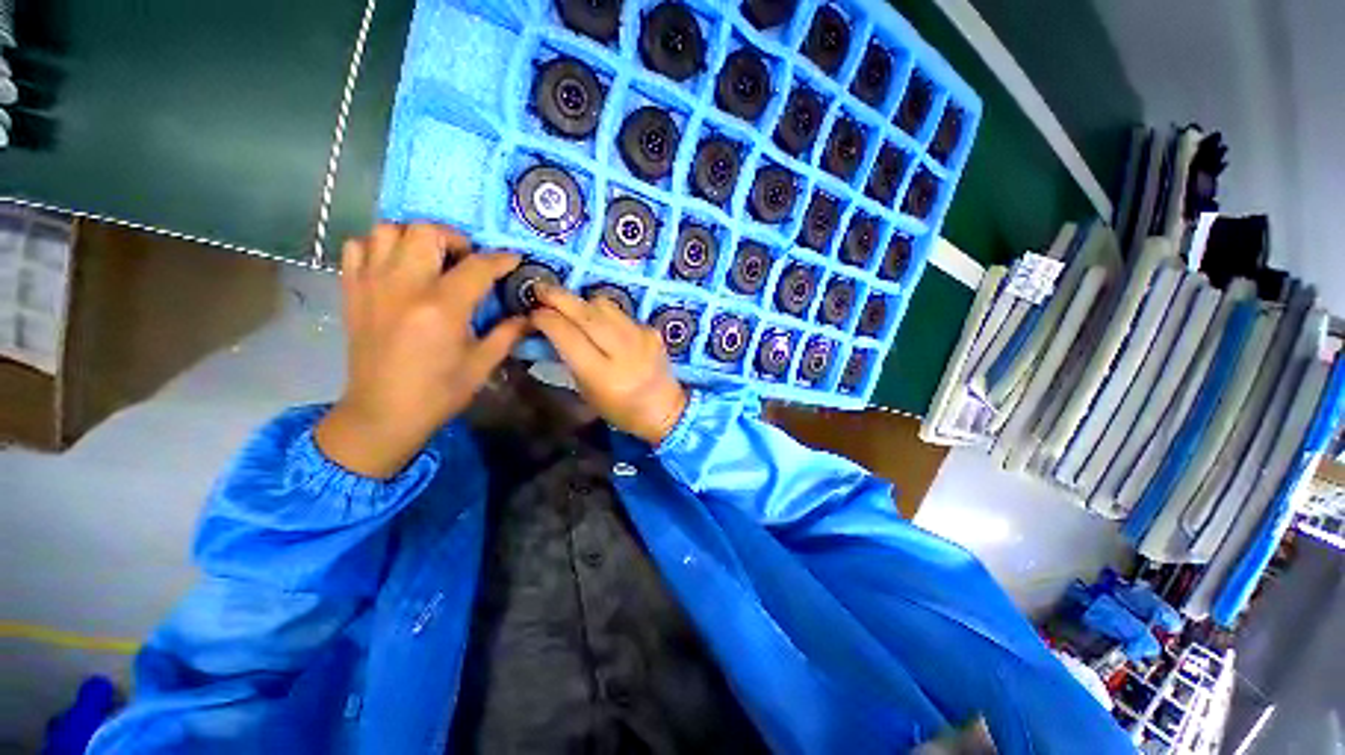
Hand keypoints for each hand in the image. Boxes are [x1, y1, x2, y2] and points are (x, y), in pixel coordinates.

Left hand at [315, 223, 525, 478]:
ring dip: (415, 238)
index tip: (513, 260)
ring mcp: (372, 285)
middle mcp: (404, 287)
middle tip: (466, 260)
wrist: (383, 413)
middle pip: (426, 231)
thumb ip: (507, 333)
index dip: (500, 259)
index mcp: (442, 308)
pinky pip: (358, 247)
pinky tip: (396, 266)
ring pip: (388, 231)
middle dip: (454, 239)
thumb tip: (529, 316)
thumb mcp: (482, 364)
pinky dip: (379, 246)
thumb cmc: (439, 392)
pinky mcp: (353, 291)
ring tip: (431, 259)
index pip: (477, 266)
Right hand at [529, 285, 687, 444]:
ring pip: (604, 305)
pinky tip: (603, 326)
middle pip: (586, 314)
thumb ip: (569, 359)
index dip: (546, 319)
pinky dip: (606, 315)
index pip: (567, 335)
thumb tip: (551, 328)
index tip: (534, 313)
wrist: (664, 408)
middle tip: (541, 288)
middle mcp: (623, 351)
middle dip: (559, 297)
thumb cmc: (619, 408)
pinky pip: (621, 313)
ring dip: (583, 303)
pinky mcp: (652, 330)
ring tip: (572, 309)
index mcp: (602, 375)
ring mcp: (640, 337)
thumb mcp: (587, 391)